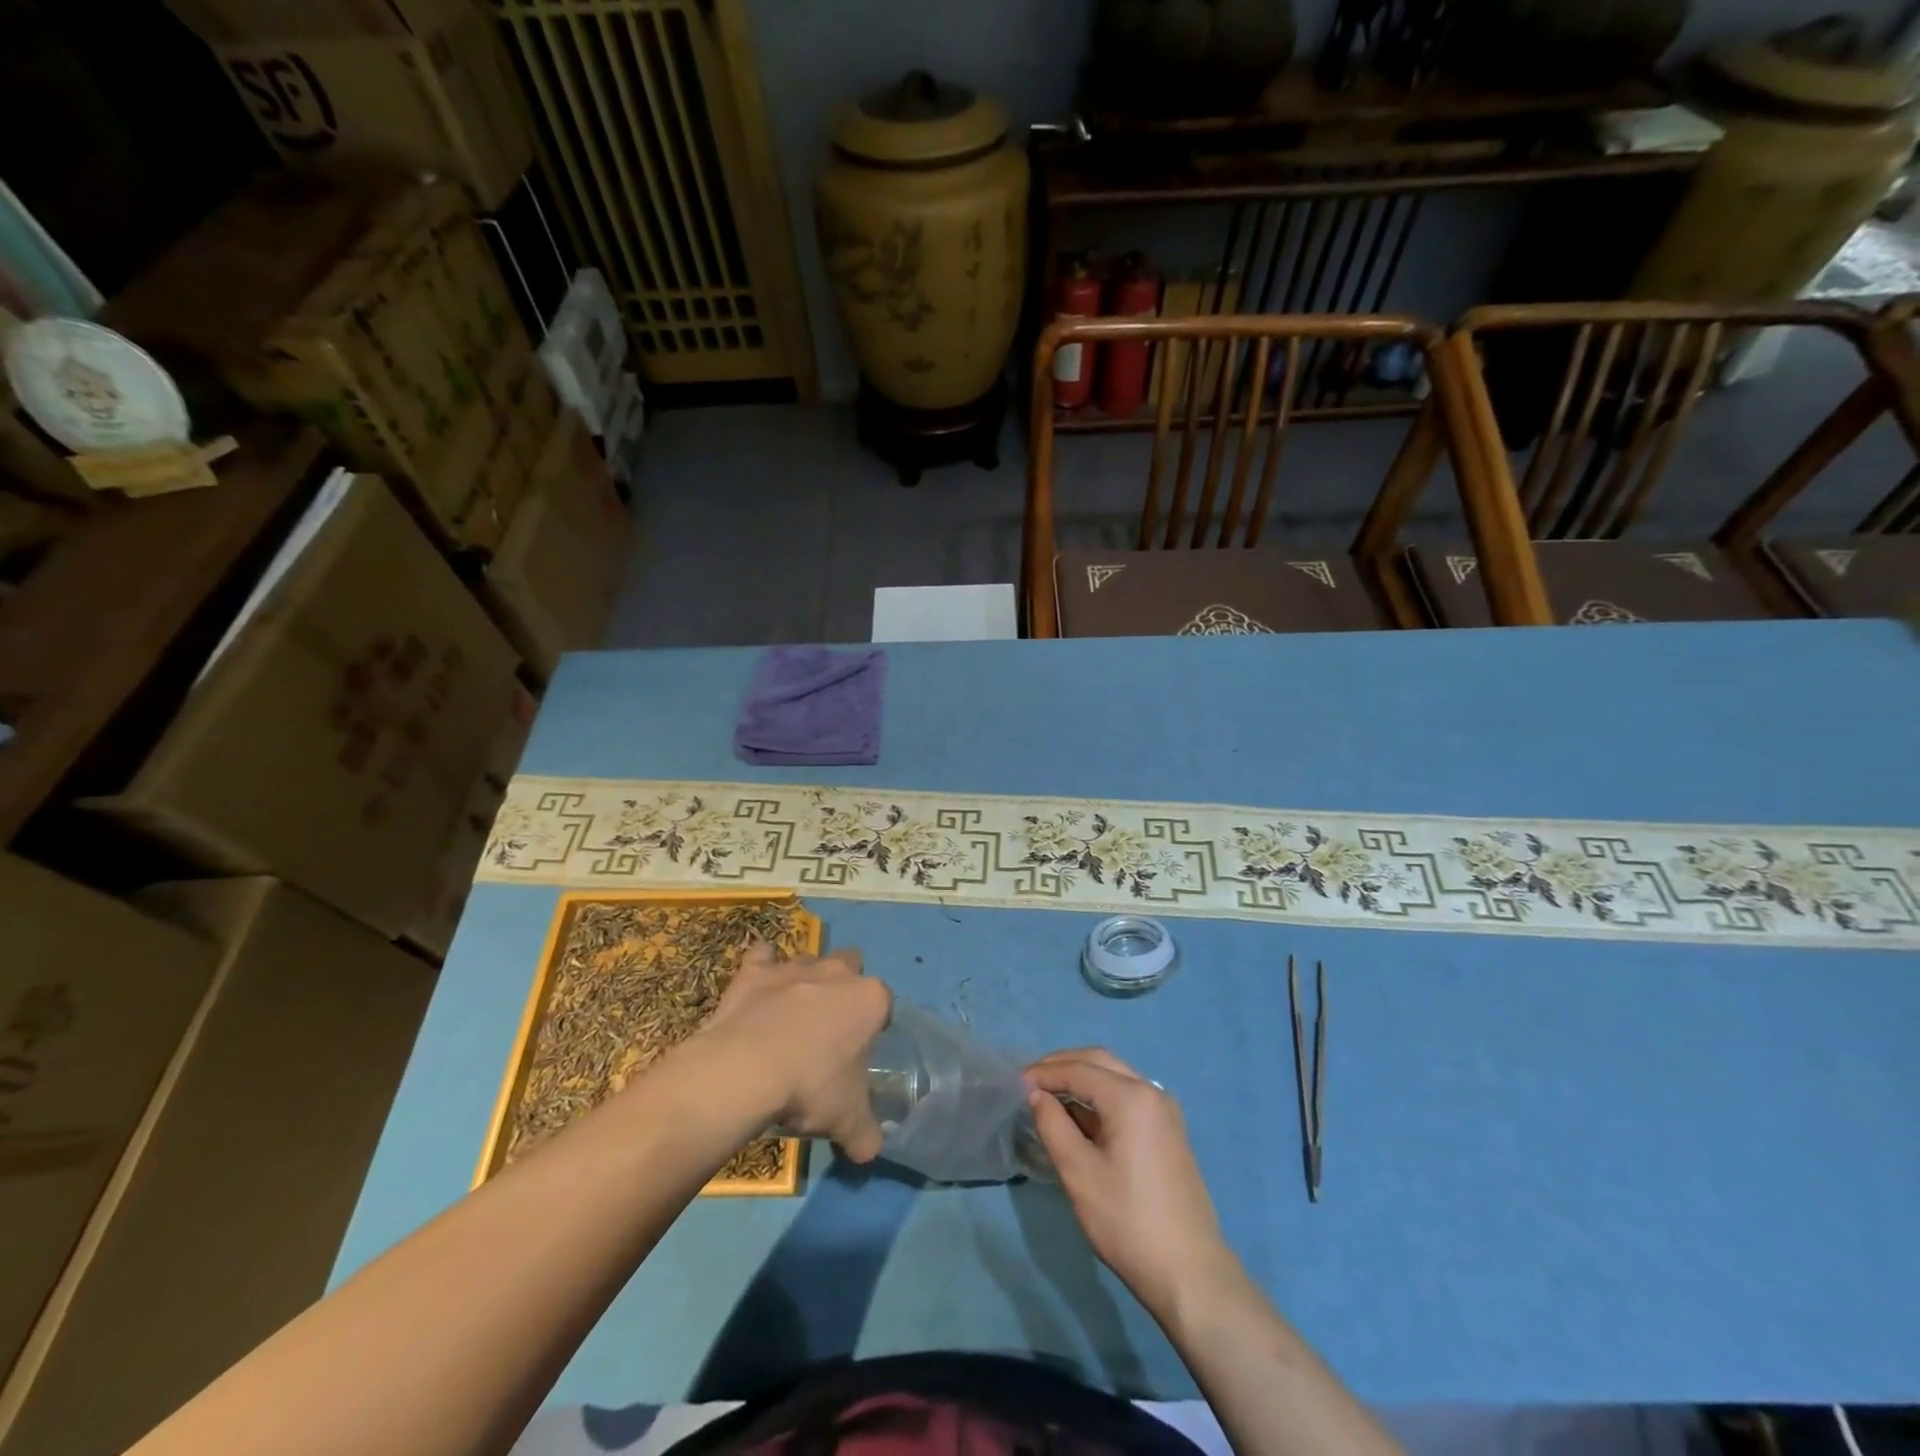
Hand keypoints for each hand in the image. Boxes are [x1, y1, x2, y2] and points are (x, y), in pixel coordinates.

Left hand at [696, 942, 891, 1160]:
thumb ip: (866, 1134)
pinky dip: (761, 965)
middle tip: (830, 1026)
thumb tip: (870, 1151)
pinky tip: (758, 987)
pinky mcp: (756, 970)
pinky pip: (762, 955)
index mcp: (870, 999)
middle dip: (845, 985)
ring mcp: (794, 966)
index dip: (875, 1025)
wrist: (745, 1070)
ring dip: (805, 979)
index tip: (860, 1051)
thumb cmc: (810, 1088)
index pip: (885, 1003)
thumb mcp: (847, 1121)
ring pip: (809, 959)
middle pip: (852, 964)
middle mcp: (837, 972)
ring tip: (791, 1016)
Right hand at [1027, 1049, 1236, 1318]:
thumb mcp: (1079, 1173)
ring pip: (1115, 1077)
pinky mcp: (1167, 1131)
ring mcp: (1164, 1111)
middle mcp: (1152, 1092)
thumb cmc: (1128, 1221)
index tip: (1015, 1084)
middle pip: (1099, 1062)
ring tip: (1049, 1096)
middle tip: (1031, 1081)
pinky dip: (1099, 1096)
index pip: (1079, 1069)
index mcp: (1131, 1097)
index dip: (1044, 1073)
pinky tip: (1079, 1116)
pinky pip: (1127, 1097)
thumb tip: (1036, 1094)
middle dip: (1062, 1066)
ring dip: (1081, 1078)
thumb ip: (1053, 1125)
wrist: (1190, 1274)